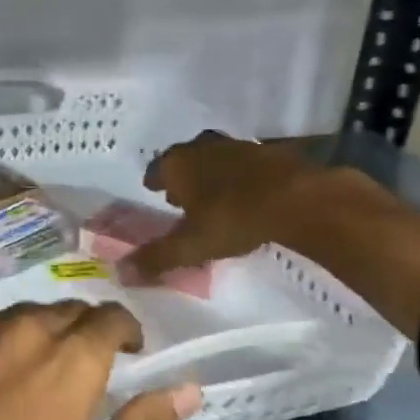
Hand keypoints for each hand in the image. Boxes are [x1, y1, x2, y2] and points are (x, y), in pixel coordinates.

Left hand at [0, 303, 199, 419]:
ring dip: (35, 335)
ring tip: (31, 374)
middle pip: (64, 312)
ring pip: (17, 316)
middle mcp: (20, 329)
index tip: (128, 353)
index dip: (125, 332)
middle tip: (82, 370)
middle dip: (82, 333)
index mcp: (69, 359)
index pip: (109, 318)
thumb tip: (188, 388)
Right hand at [121, 132, 335, 283]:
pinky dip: (240, 177)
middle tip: (181, 195)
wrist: (299, 199)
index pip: (156, 169)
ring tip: (213, 195)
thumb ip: (156, 258)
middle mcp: (203, 147)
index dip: (155, 181)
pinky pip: (245, 164)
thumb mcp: (190, 246)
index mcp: (178, 164)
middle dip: (182, 176)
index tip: (154, 191)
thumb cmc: (233, 219)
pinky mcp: (270, 153)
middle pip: (185, 159)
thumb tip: (120, 273)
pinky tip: (247, 193)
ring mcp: (238, 146)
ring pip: (215, 158)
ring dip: (211, 174)